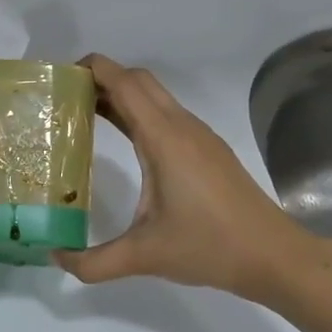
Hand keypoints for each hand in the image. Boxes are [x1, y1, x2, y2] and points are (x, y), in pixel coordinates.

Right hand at [55, 54, 324, 304]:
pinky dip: (138, 114)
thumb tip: (56, 257)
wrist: (275, 256)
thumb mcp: (144, 256)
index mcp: (164, 138)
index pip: (124, 82)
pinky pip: (166, 115)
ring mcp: (199, 136)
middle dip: (101, 79)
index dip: (91, 69)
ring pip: (154, 96)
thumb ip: (94, 262)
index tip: (58, 80)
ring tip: (83, 117)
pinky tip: (124, 142)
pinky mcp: (208, 150)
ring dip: (120, 95)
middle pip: (138, 80)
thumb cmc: (210, 246)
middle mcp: (181, 127)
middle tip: (65, 101)